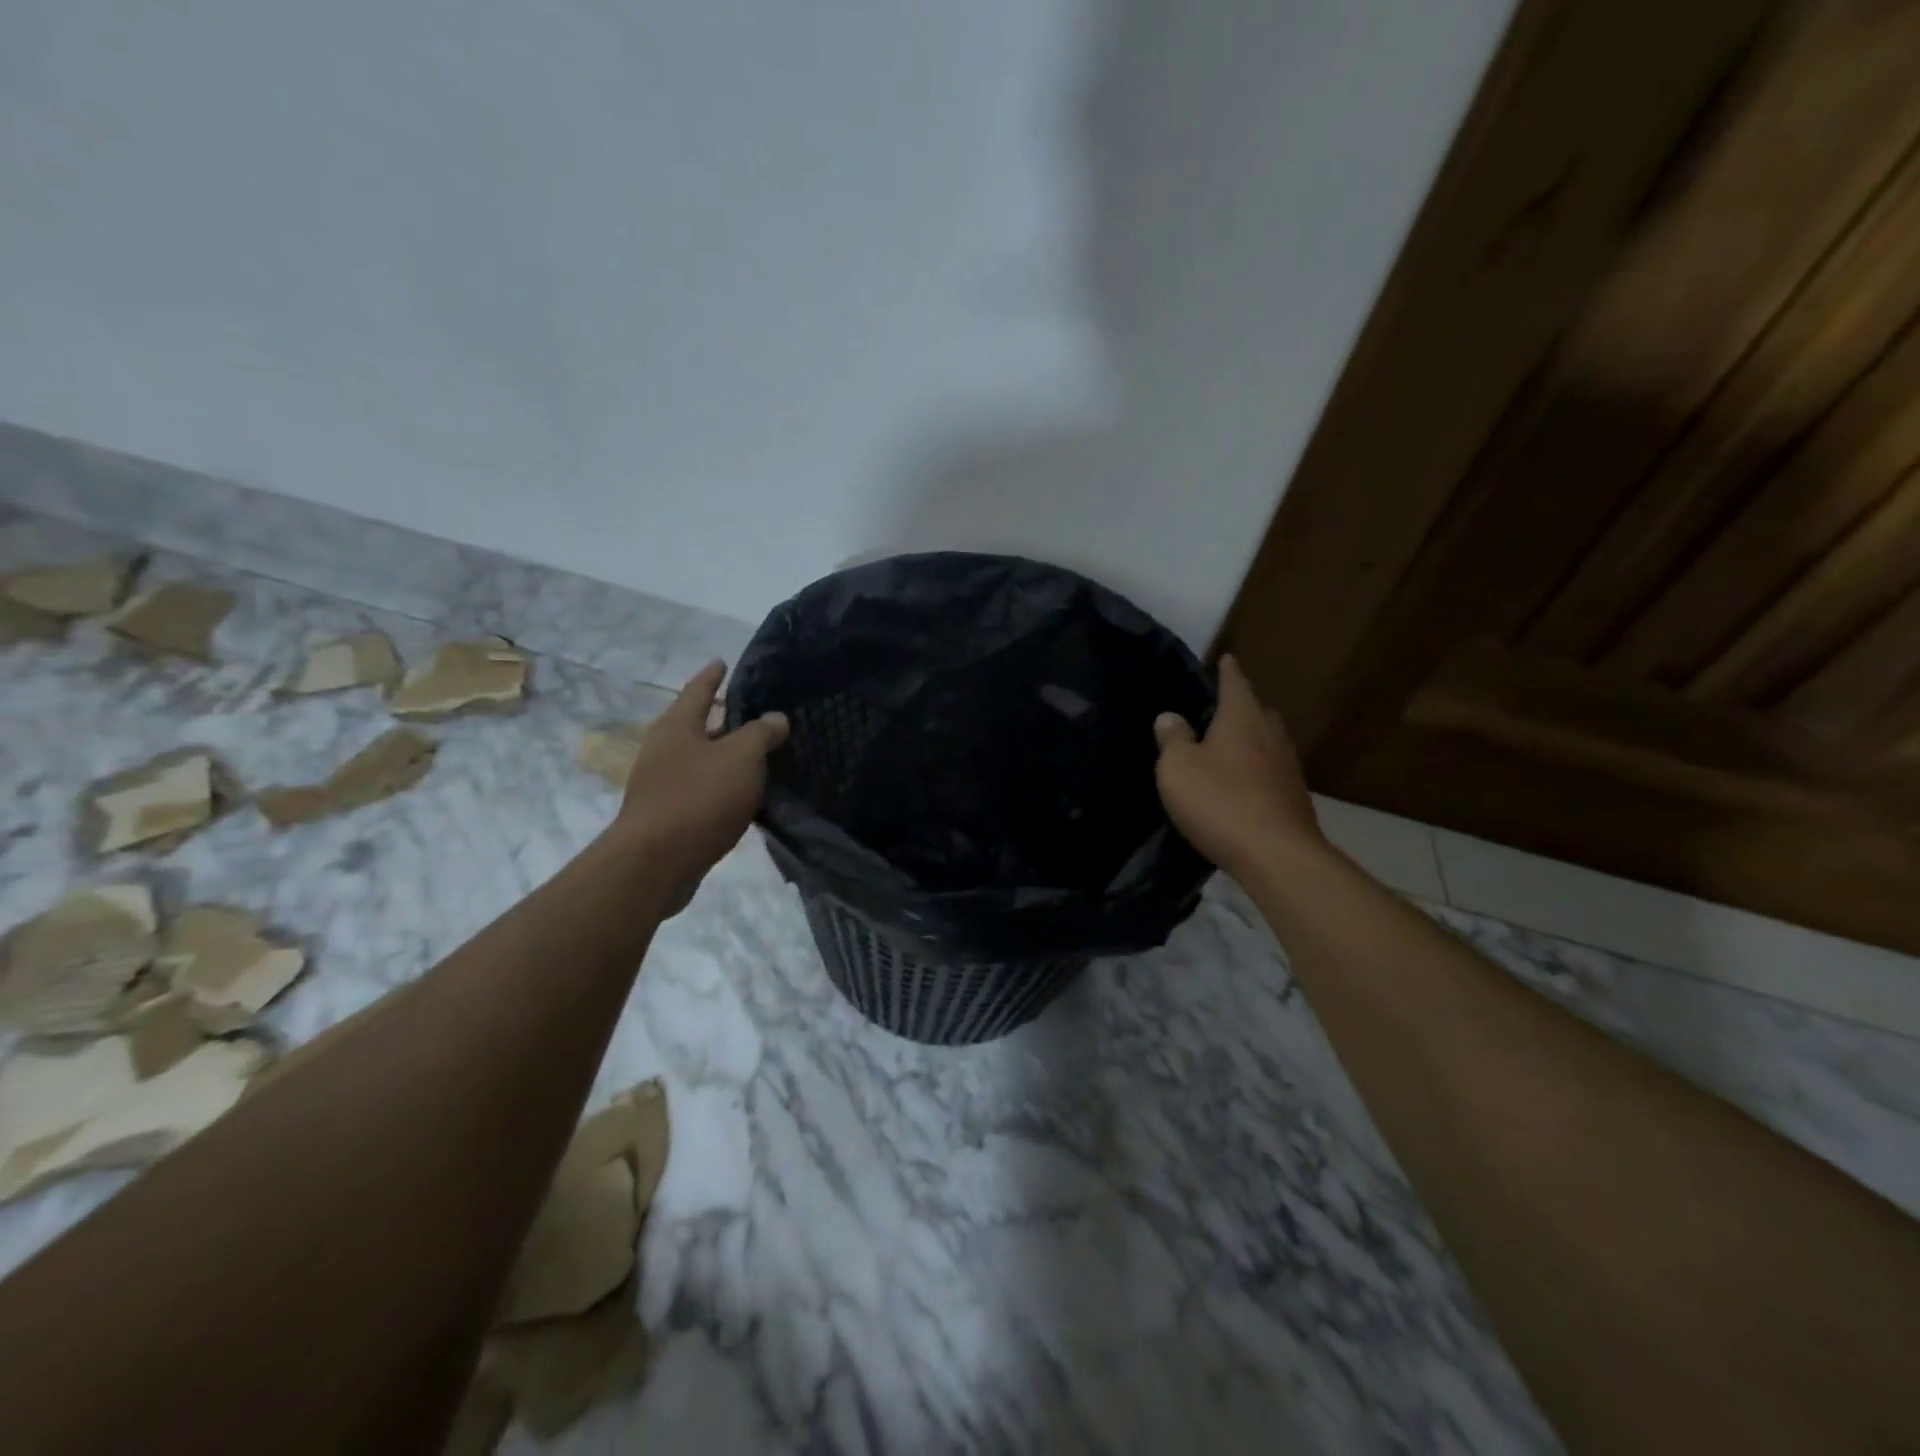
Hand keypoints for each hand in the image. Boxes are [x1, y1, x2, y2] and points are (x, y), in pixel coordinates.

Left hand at [616, 661, 789, 912]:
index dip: (713, 675)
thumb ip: (762, 733)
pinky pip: (702, 790)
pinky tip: (745, 796)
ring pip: (702, 760)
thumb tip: (776, 718)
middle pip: (699, 726)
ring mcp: (662, 783)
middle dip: (725, 719)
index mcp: (678, 725)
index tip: (723, 662)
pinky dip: (722, 786)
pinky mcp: (668, 815)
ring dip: (726, 757)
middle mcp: (664, 749)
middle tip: (756, 713)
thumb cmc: (699, 797)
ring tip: (759, 755)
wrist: (655, 862)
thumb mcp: (742, 757)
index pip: (698, 690)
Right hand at [1153, 654, 1322, 879]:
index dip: (1227, 672)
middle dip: (1240, 706)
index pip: (1234, 684)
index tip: (1226, 658)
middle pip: (1257, 711)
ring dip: (1249, 740)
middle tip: (1219, 708)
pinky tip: (1241, 783)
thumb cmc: (1220, 801)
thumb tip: (1170, 717)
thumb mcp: (1178, 768)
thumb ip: (1172, 739)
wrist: (1276, 854)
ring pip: (1266, 742)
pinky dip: (1255, 769)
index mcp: (1242, 718)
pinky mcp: (1293, 797)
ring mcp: (1287, 767)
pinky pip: (1270, 771)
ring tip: (1227, 746)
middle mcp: (1270, 734)